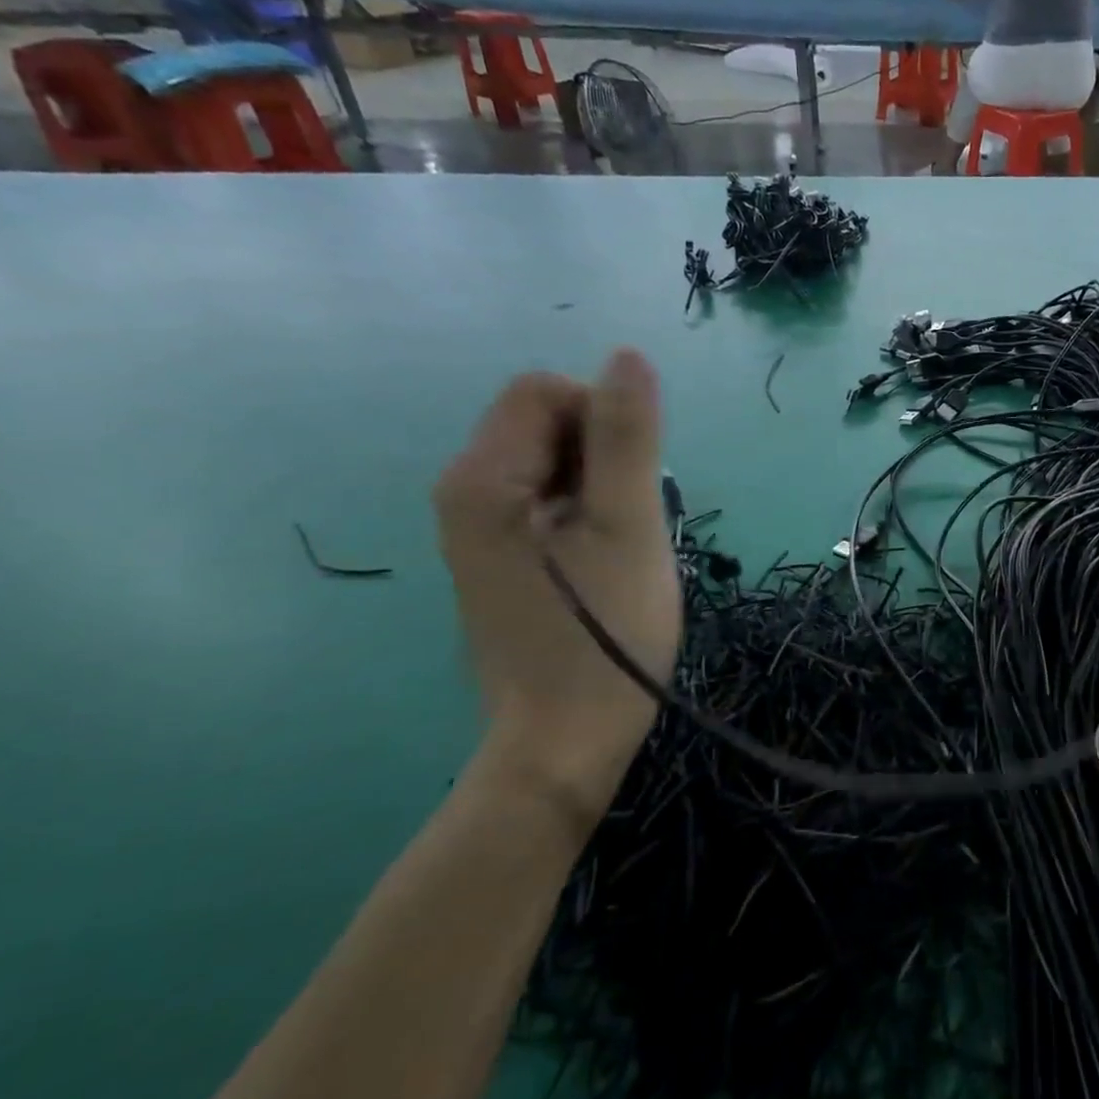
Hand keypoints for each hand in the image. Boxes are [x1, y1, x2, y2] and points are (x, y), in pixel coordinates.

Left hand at [435, 350, 680, 827]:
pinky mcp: (498, 560)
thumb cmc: (606, 634)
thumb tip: (628, 356)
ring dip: (603, 489)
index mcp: (482, 479)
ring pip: (554, 465)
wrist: (565, 742)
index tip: (634, 485)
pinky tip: (606, 564)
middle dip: (605, 457)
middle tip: (632, 524)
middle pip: (546, 424)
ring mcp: (476, 531)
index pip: (545, 390)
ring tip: (623, 549)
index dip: (604, 418)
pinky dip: (587, 516)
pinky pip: (547, 503)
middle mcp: (464, 494)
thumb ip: (628, 436)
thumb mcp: (629, 527)